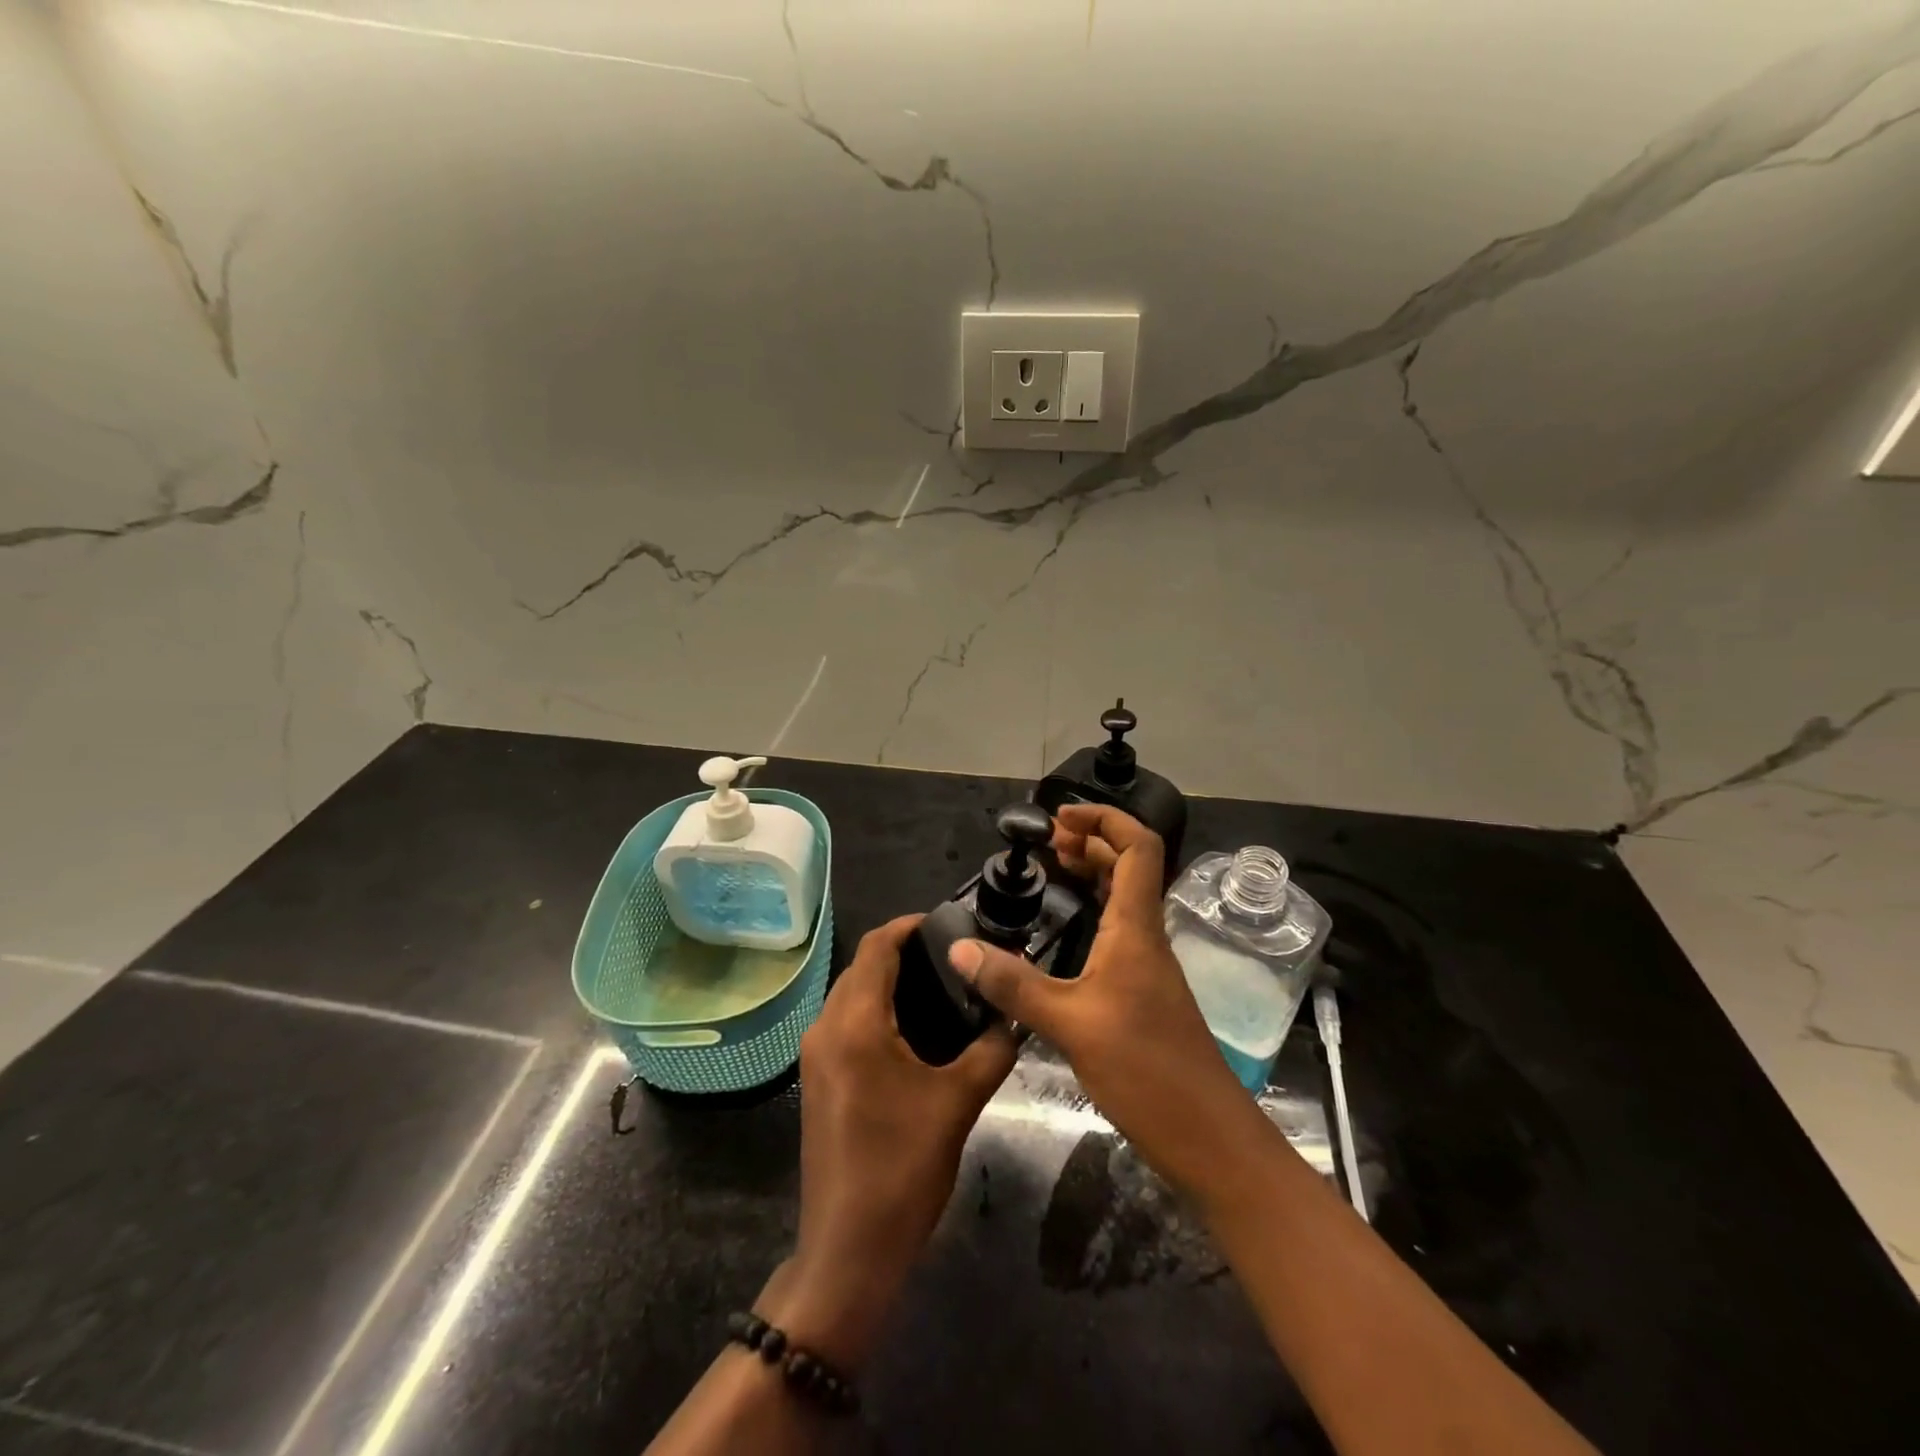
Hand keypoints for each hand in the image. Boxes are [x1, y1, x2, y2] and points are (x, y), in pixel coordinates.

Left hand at [764, 915, 1015, 1371]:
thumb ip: (991, 1049)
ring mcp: (815, 1055)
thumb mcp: (958, 1104)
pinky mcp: (816, 1079)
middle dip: (902, 951)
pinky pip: (845, 1022)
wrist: (848, 1249)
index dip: (909, 925)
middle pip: (862, 966)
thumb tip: (1012, 1014)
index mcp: (856, 1023)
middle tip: (953, 956)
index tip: (948, 922)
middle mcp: (826, 1027)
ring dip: (888, 981)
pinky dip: (875, 1009)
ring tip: (939, 987)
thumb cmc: (902, 1169)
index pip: (877, 947)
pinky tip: (913, 1030)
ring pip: (851, 994)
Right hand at [948, 804, 1267, 1201]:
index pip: (1137, 848)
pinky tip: (1065, 930)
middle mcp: (1146, 937)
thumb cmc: (1147, 1071)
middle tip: (1047, 841)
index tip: (1060, 818)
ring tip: (1053, 868)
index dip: (1105, 820)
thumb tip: (960, 949)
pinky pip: (1118, 931)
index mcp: (1136, 928)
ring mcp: (1148, 966)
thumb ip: (1014, 984)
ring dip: (1094, 874)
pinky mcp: (1143, 993)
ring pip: (1124, 900)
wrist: (1208, 1137)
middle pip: (1130, 867)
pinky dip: (1093, 912)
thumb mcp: (1070, 1024)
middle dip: (1091, 841)